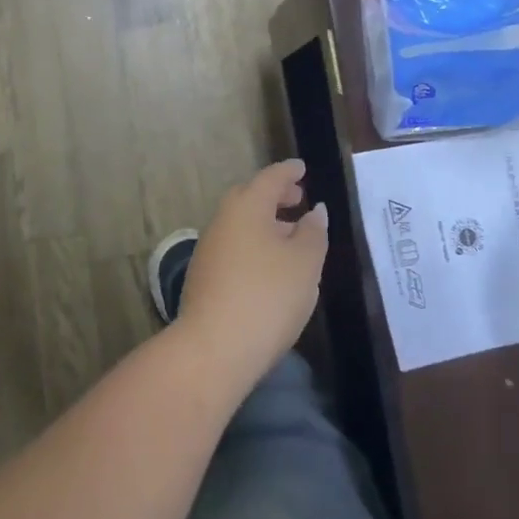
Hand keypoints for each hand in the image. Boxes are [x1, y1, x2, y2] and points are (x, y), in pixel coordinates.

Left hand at [177, 159, 329, 388]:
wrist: (213, 349)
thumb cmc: (267, 296)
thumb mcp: (305, 263)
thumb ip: (313, 232)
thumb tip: (314, 211)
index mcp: (247, 207)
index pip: (270, 178)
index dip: (289, 172)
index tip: (302, 168)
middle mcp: (223, 220)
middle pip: (250, 198)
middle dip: (275, 196)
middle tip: (298, 200)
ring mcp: (209, 250)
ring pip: (240, 225)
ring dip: (265, 224)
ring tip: (291, 237)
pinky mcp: (203, 278)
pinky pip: (234, 247)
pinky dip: (254, 245)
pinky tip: (270, 268)